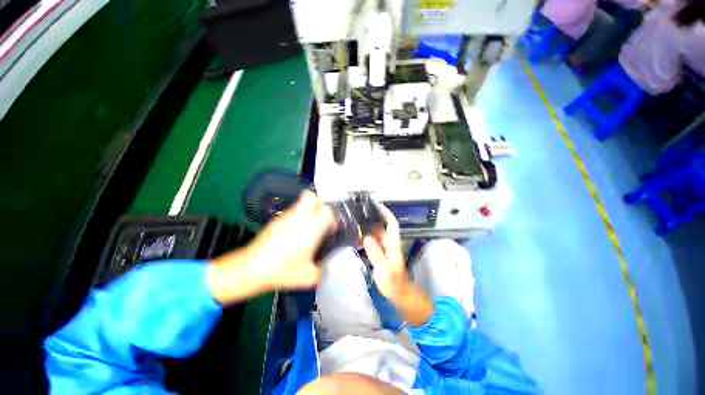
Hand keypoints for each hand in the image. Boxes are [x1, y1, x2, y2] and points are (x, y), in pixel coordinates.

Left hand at [209, 191, 334, 304]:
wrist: (252, 268)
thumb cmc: (283, 272)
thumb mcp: (309, 277)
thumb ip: (322, 269)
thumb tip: (325, 263)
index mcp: (310, 231)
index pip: (327, 211)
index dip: (332, 217)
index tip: (330, 228)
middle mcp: (299, 219)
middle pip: (312, 197)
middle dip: (320, 204)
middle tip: (321, 217)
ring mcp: (286, 217)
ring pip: (301, 201)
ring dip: (309, 209)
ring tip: (308, 225)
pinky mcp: (276, 219)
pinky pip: (292, 210)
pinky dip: (297, 215)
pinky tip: (293, 231)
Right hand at [362, 205, 410, 298]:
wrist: (398, 294)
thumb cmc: (393, 282)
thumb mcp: (384, 267)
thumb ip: (375, 252)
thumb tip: (366, 237)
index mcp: (393, 243)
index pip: (391, 223)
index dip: (386, 213)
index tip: (377, 205)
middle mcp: (389, 243)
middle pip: (380, 227)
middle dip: (370, 221)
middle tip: (357, 217)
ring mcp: (384, 249)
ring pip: (375, 235)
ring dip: (366, 231)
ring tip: (354, 228)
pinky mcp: (380, 254)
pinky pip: (372, 243)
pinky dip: (365, 240)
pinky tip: (356, 241)